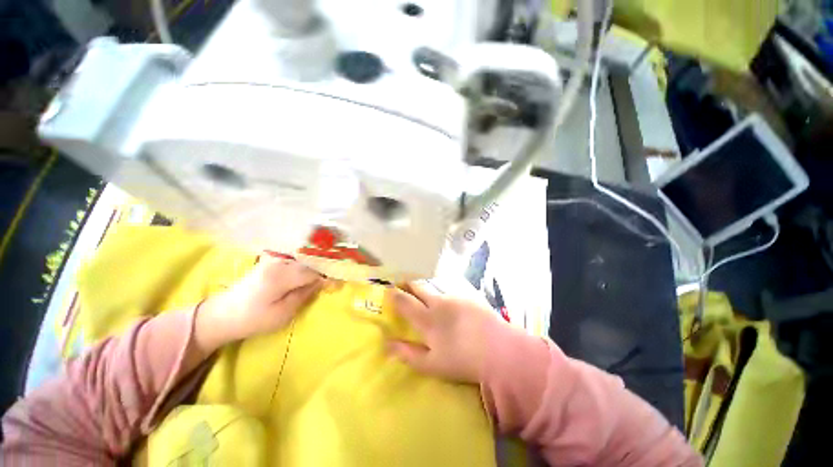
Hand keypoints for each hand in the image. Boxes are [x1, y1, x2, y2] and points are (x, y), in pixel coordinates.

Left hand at [197, 258, 323, 349]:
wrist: (223, 314)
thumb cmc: (254, 319)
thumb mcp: (283, 313)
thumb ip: (305, 294)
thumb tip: (323, 282)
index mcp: (281, 275)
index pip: (314, 271)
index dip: (327, 276)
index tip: (338, 284)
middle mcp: (279, 262)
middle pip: (310, 262)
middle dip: (323, 270)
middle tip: (333, 280)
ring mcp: (274, 259)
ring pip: (304, 260)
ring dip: (315, 267)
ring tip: (322, 277)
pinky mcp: (271, 261)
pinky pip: (295, 261)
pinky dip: (305, 266)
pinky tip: (308, 273)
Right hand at [387, 280, 502, 383]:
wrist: (499, 349)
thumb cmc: (461, 360)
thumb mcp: (431, 364)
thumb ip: (407, 353)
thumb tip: (387, 344)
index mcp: (427, 319)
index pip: (405, 302)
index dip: (394, 295)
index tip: (388, 290)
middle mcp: (438, 303)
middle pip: (418, 288)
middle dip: (408, 284)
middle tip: (402, 283)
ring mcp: (454, 298)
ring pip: (434, 289)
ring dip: (426, 290)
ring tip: (424, 294)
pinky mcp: (468, 298)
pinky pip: (450, 293)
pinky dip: (443, 296)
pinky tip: (449, 305)